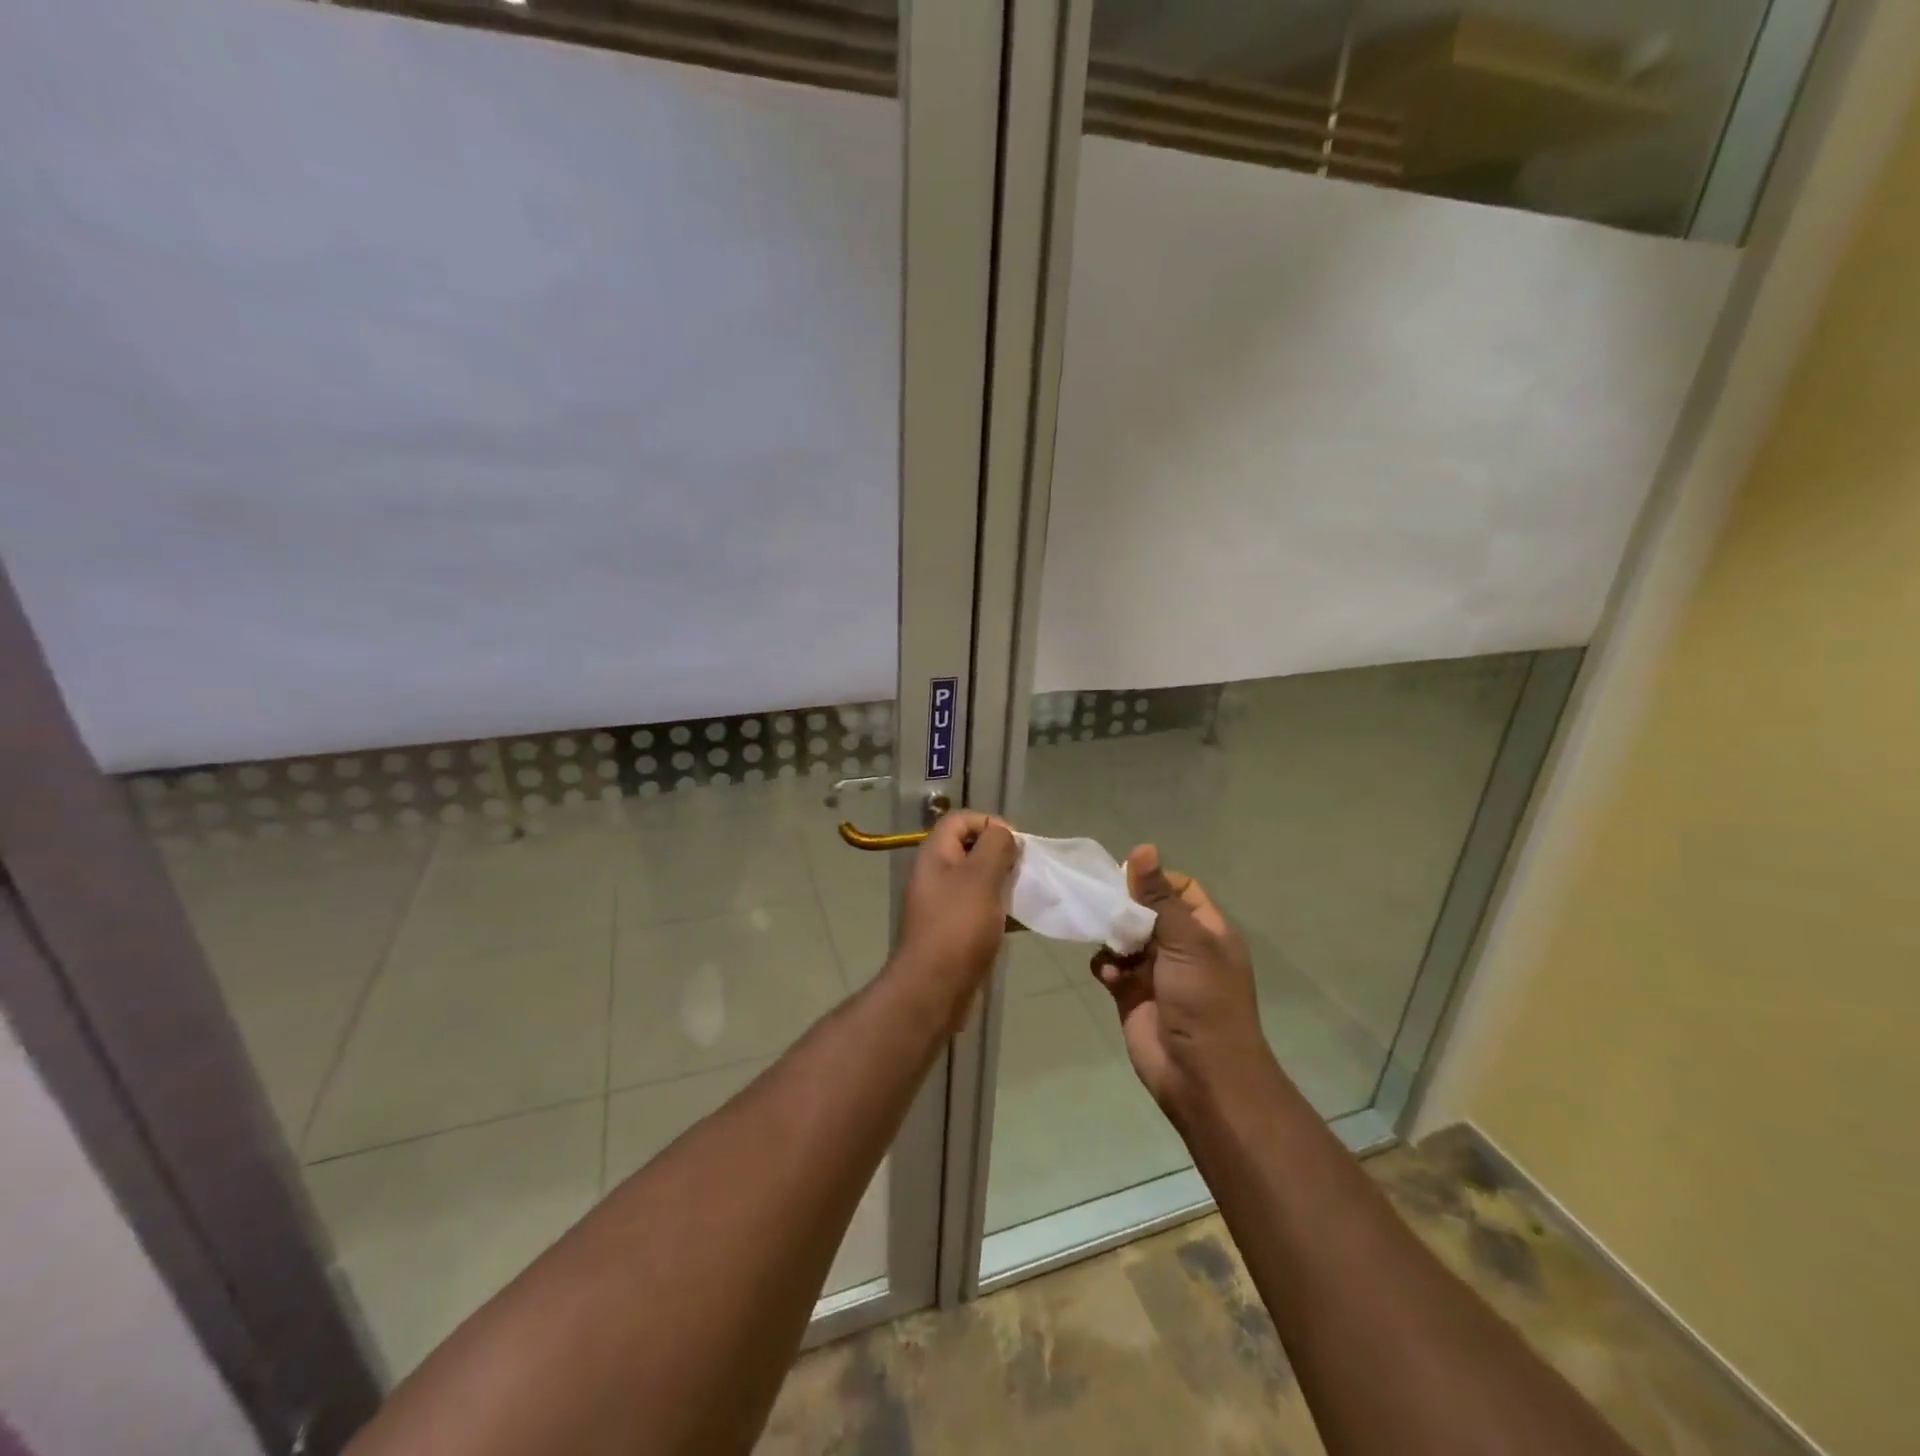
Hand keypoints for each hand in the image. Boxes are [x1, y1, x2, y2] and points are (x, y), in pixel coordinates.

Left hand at [891, 811, 1017, 1017]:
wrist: (934, 989)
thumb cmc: (958, 927)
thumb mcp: (980, 877)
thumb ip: (995, 847)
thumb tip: (1003, 834)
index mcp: (935, 855)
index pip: (959, 820)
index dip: (988, 822)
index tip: (1015, 842)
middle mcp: (935, 876)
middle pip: (970, 849)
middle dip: (1001, 855)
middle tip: (1024, 869)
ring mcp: (942, 906)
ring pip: (977, 882)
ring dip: (1003, 884)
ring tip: (1027, 894)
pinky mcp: (953, 933)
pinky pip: (980, 911)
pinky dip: (1000, 911)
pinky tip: (1021, 922)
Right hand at [1089, 845, 1273, 1119]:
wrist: (1201, 1077)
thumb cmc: (1204, 1001)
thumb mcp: (1186, 942)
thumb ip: (1158, 897)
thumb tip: (1142, 848)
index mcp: (1206, 931)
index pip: (1179, 889)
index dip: (1154, 881)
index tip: (1126, 882)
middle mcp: (1182, 948)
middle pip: (1146, 911)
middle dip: (1123, 907)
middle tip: (1101, 904)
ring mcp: (1156, 972)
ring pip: (1124, 937)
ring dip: (1111, 937)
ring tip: (1106, 942)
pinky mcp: (1132, 995)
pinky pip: (1110, 968)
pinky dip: (1105, 966)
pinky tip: (1107, 975)